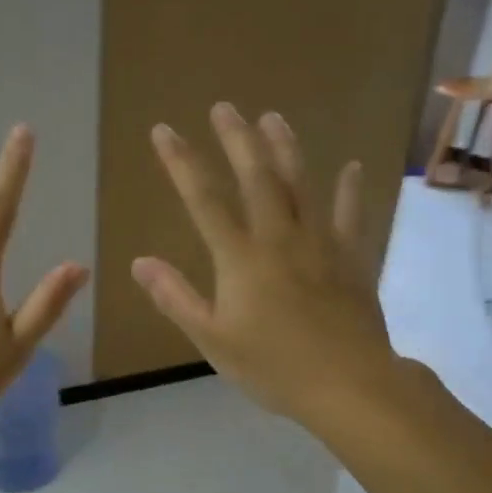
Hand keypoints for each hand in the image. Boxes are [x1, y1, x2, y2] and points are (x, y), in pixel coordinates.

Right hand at [133, 103, 391, 422]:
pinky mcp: (352, 259)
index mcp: (240, 258)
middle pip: (256, 178)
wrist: (348, 385)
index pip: (204, 200)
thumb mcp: (212, 339)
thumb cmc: (273, 367)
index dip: (182, 163)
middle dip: (236, 140)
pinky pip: (351, 216)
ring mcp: (321, 244)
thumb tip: (140, 262)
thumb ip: (176, 298)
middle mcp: (279, 238)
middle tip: (224, 107)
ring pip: (301, 185)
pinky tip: (352, 168)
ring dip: (285, 148)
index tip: (164, 131)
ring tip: (273, 117)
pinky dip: (351, 191)